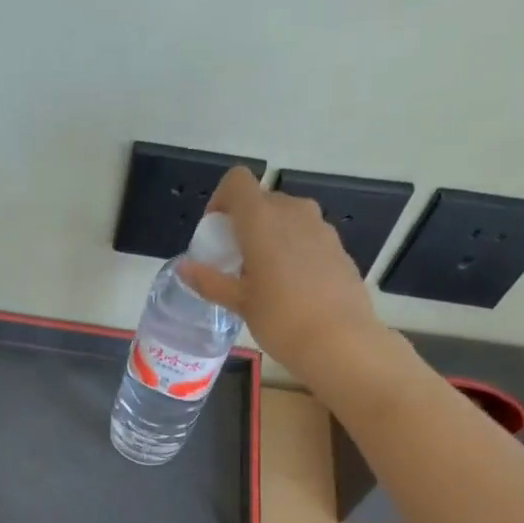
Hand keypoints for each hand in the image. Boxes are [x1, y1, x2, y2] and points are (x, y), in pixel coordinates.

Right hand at [180, 166, 384, 379]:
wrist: (340, 341)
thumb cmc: (280, 319)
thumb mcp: (239, 302)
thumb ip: (210, 280)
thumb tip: (184, 268)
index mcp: (262, 219)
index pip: (237, 181)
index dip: (221, 199)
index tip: (216, 232)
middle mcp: (293, 211)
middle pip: (262, 200)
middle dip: (244, 222)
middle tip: (234, 259)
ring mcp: (320, 227)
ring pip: (286, 216)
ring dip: (270, 234)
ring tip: (262, 273)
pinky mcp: (337, 246)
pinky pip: (307, 235)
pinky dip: (292, 248)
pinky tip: (291, 285)